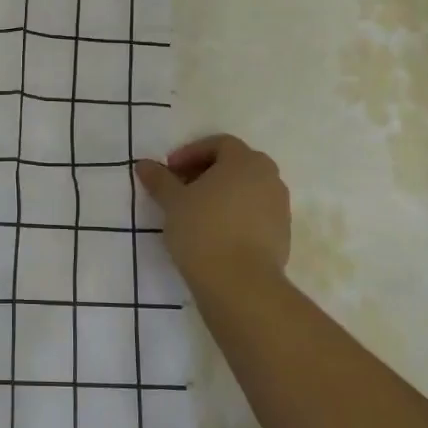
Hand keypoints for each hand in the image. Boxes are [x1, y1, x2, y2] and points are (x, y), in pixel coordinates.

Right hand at [136, 134, 289, 288]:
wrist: (240, 284)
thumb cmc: (203, 230)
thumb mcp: (172, 202)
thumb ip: (160, 179)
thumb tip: (144, 164)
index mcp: (245, 161)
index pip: (219, 144)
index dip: (191, 153)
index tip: (170, 170)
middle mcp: (269, 177)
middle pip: (236, 164)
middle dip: (207, 172)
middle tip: (182, 188)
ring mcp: (280, 206)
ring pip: (247, 189)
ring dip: (222, 194)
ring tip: (196, 212)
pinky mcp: (282, 234)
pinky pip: (256, 213)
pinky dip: (235, 214)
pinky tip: (215, 233)